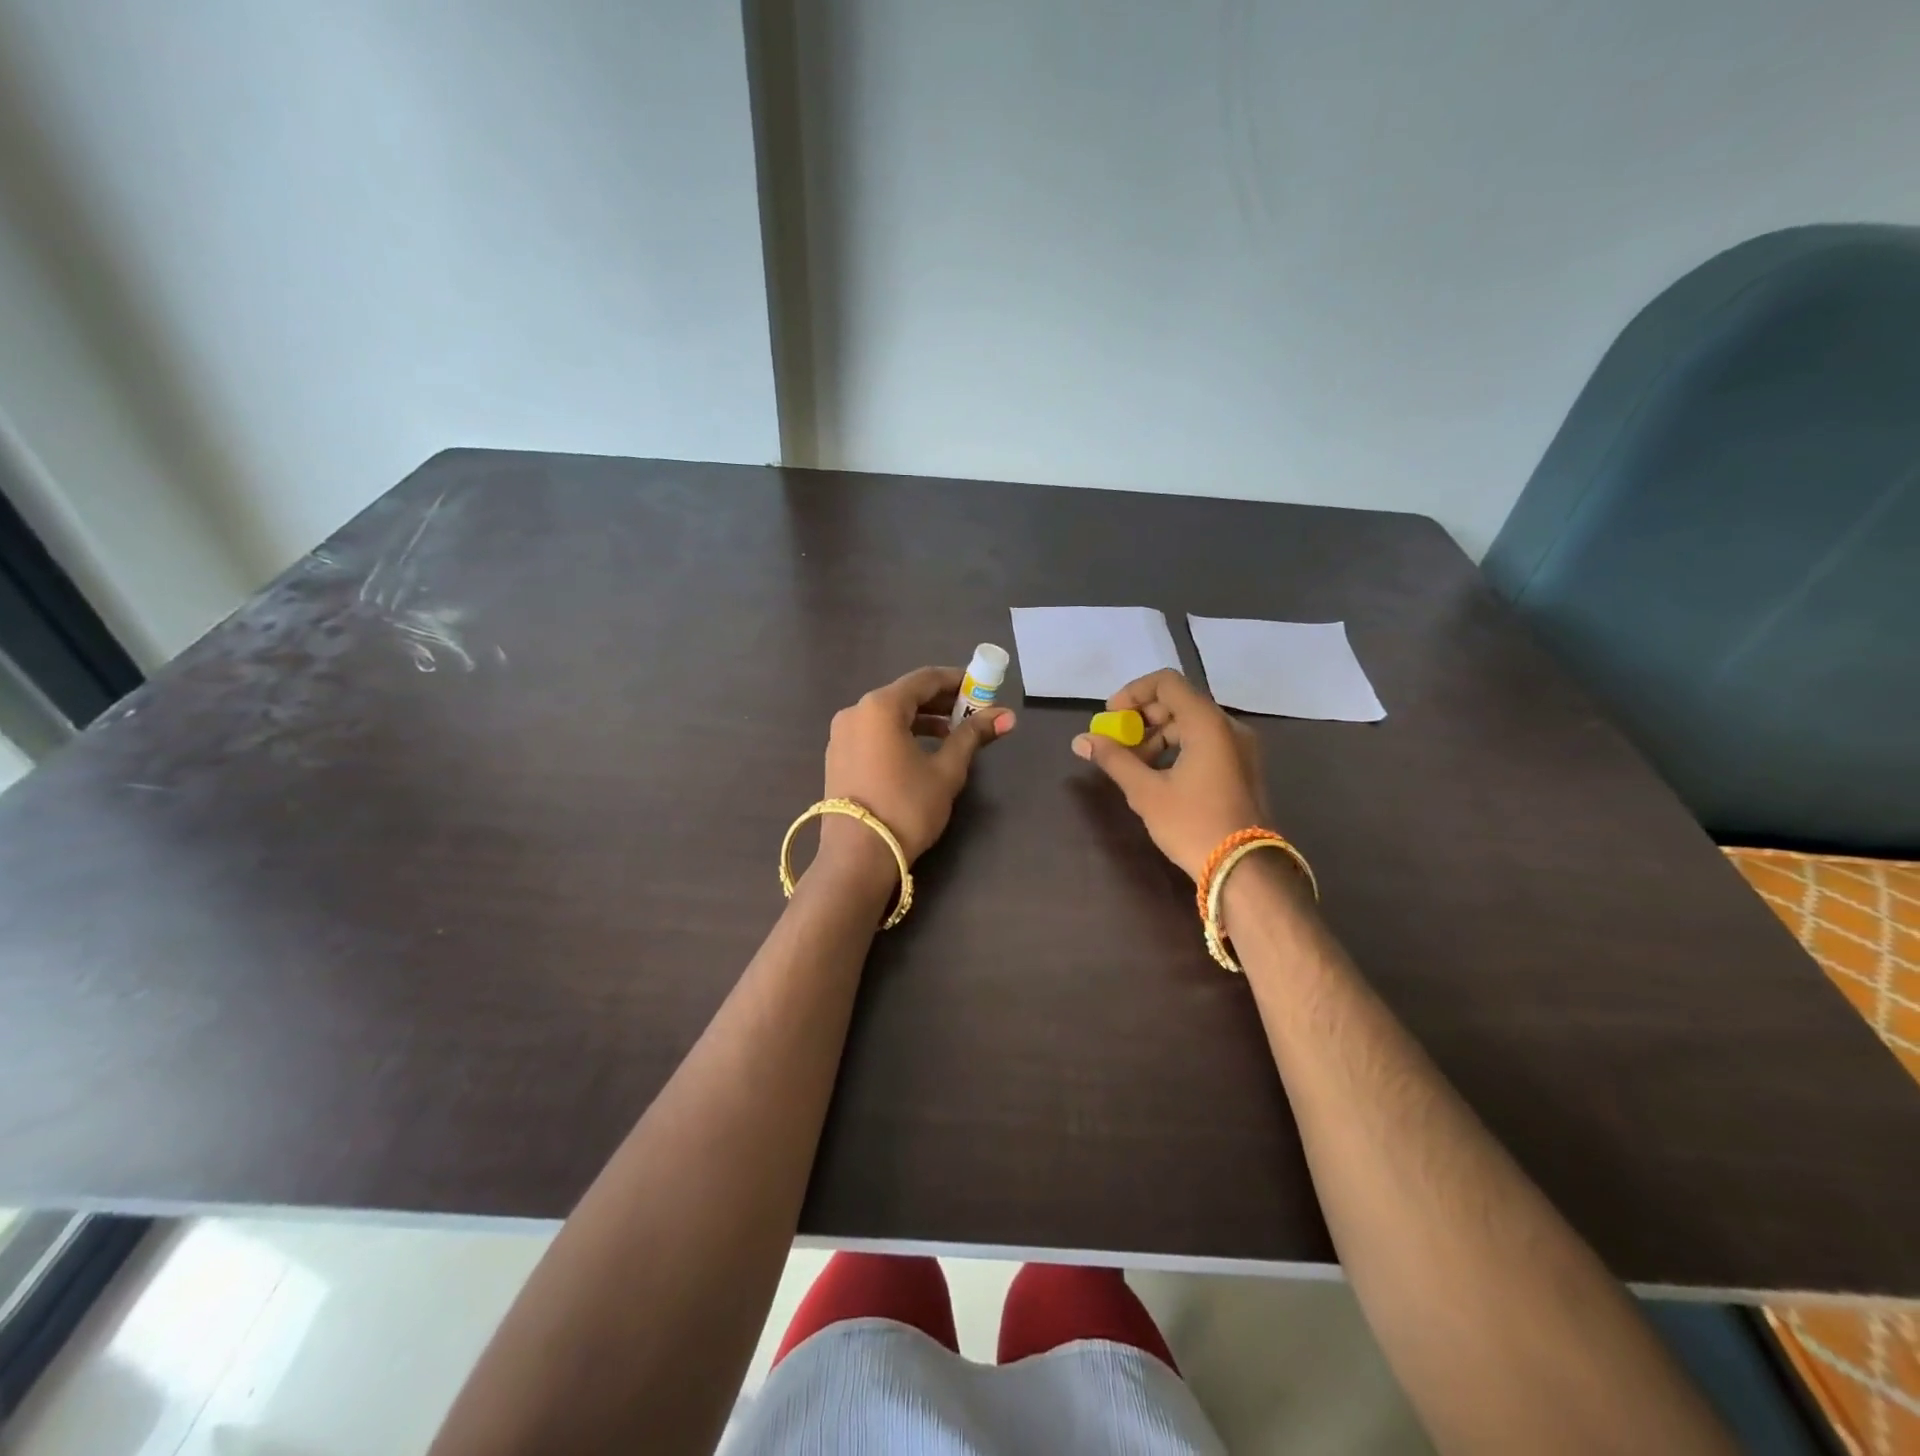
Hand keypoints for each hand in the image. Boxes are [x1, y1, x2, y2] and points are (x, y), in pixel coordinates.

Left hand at [820, 667, 1014, 873]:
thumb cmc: (906, 808)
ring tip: (953, 735)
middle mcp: (855, 712)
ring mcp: (841, 735)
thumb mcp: (946, 771)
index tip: (982, 688)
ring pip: (888, 715)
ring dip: (922, 720)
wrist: (858, 857)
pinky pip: (874, 733)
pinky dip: (900, 734)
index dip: (957, 680)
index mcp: (880, 707)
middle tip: (973, 713)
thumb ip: (972, 736)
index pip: (925, 679)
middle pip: (905, 695)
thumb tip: (1007, 716)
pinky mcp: (838, 757)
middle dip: (941, 702)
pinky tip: (922, 752)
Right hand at [1072, 669, 1269, 880]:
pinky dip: (1178, 750)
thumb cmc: (1193, 825)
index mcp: (1208, 724)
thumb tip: (1081, 740)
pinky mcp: (1242, 769)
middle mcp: (1228, 727)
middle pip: (1179, 703)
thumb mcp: (1146, 792)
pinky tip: (1159, 778)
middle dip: (1142, 719)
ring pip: (1192, 725)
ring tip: (1134, 768)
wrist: (1245, 870)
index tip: (1111, 717)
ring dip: (1158, 737)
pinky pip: (1205, 744)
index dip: (1133, 693)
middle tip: (1118, 745)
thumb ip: (1113, 759)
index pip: (1167, 683)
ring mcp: (1241, 749)